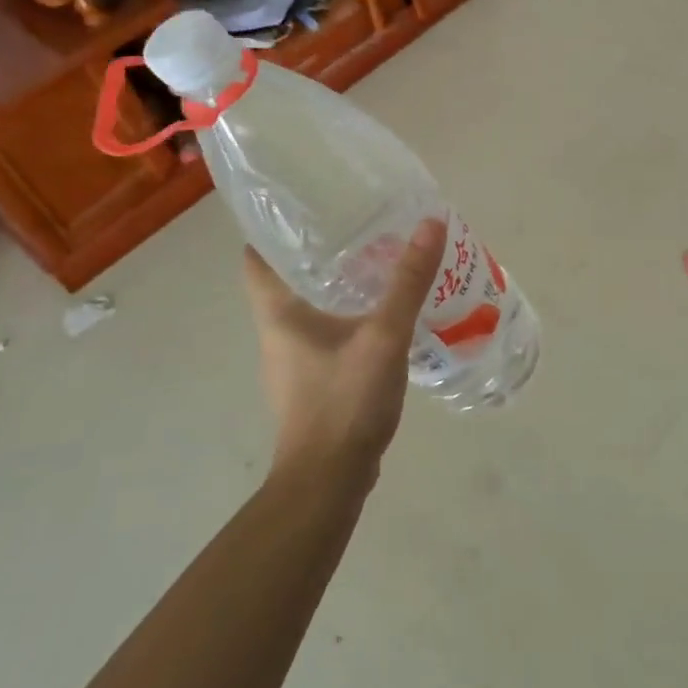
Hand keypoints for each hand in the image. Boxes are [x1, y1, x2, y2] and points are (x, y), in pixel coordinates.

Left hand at [242, 218, 447, 482]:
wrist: (328, 481)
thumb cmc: (344, 401)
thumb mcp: (383, 336)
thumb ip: (408, 282)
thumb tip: (431, 223)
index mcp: (278, 314)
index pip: (257, 257)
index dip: (275, 228)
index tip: (307, 206)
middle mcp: (276, 333)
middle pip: (287, 279)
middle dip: (320, 252)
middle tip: (360, 227)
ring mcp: (293, 362)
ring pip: (310, 309)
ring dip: (337, 287)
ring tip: (378, 264)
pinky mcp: (312, 384)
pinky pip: (327, 336)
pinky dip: (348, 319)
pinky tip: (383, 317)